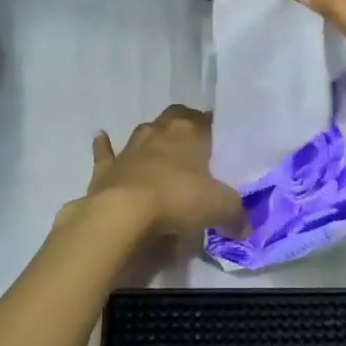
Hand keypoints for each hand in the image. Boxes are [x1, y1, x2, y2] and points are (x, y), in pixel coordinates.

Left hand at [86, 105, 244, 237]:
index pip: (204, 119)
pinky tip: (100, 136)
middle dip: (183, 126)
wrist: (124, 212)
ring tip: (159, 146)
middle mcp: (160, 132)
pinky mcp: (107, 168)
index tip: (218, 139)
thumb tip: (245, 227)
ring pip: (143, 132)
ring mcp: (130, 148)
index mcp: (189, 133)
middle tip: (192, 144)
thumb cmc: (178, 199)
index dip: (212, 127)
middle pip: (174, 118)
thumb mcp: (220, 207)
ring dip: (151, 138)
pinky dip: (104, 146)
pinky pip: (105, 152)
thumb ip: (236, 215)